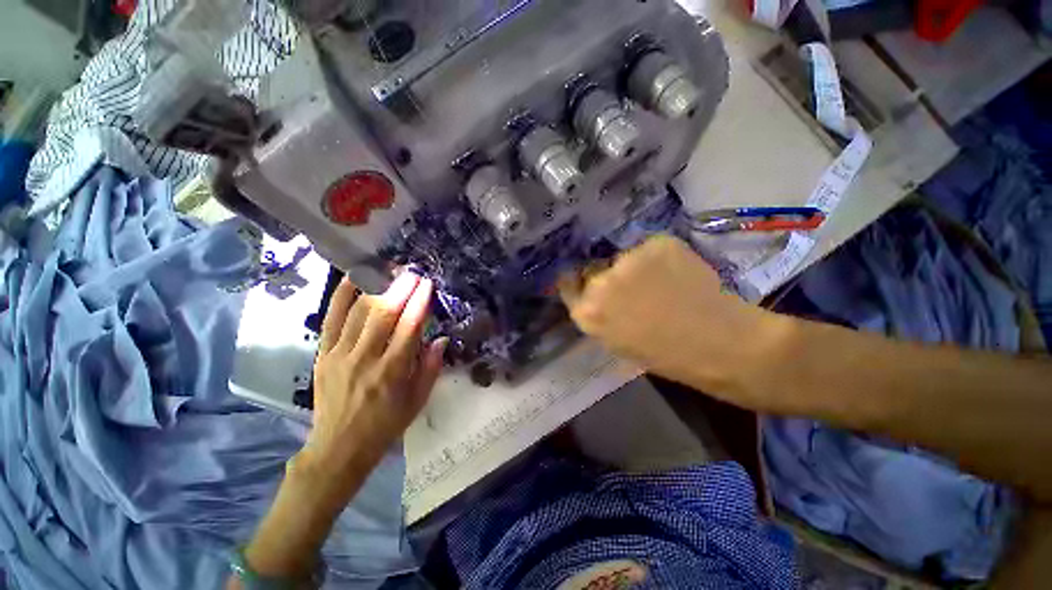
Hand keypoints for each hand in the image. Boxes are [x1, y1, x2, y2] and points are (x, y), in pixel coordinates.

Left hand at [297, 272, 446, 503]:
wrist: (338, 447)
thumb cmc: (386, 425)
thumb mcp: (418, 401)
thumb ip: (431, 367)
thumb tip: (442, 338)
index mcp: (393, 371)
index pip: (409, 327)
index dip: (419, 302)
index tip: (427, 284)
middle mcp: (366, 358)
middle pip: (384, 314)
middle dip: (400, 288)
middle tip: (411, 272)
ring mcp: (340, 354)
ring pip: (359, 312)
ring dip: (376, 288)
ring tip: (388, 272)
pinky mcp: (323, 354)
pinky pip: (331, 319)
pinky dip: (341, 296)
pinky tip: (352, 279)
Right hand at [559, 234, 777, 397]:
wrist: (721, 345)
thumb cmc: (667, 355)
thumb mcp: (617, 341)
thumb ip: (599, 315)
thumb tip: (598, 293)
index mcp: (588, 313)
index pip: (568, 285)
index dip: (578, 282)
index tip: (588, 281)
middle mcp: (600, 283)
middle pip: (595, 269)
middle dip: (609, 276)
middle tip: (634, 286)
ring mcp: (628, 261)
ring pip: (624, 258)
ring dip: (636, 267)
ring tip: (662, 282)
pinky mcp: (656, 244)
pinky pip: (650, 249)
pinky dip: (660, 258)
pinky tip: (678, 274)